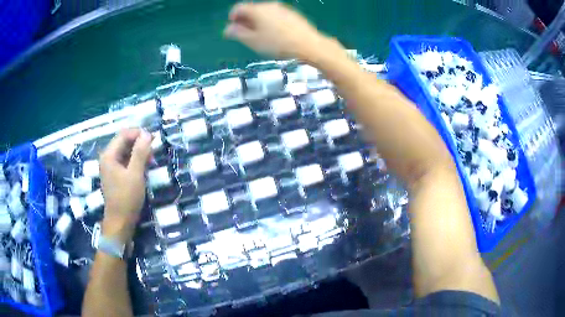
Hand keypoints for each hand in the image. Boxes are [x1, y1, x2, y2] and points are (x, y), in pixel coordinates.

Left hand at [99, 129, 151, 242]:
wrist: (120, 222)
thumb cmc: (126, 198)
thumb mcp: (135, 174)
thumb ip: (140, 152)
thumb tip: (147, 133)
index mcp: (109, 155)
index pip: (123, 134)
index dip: (138, 133)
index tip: (153, 139)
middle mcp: (107, 158)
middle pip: (124, 142)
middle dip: (139, 143)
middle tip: (153, 150)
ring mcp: (110, 167)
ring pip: (125, 152)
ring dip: (138, 152)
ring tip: (151, 159)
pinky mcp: (114, 175)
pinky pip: (125, 161)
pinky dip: (135, 161)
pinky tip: (144, 167)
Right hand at [224, 2, 330, 59]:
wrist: (308, 44)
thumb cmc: (278, 44)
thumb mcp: (253, 41)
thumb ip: (238, 33)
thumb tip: (227, 29)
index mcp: (257, 10)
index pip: (238, 8)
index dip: (232, 17)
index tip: (233, 29)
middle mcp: (268, 5)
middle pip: (251, 9)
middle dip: (244, 20)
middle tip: (244, 34)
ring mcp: (281, 8)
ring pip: (263, 12)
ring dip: (256, 21)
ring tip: (259, 36)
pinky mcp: (291, 13)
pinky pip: (274, 15)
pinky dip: (268, 21)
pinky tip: (273, 33)